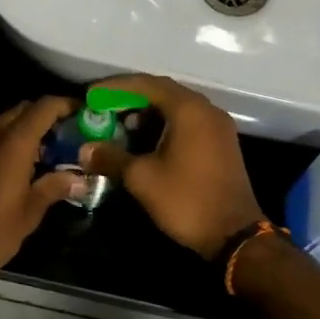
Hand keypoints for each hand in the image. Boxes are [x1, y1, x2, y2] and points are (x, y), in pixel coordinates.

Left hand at [0, 96, 82, 285]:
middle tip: (65, 134)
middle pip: (24, 109)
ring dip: (26, 129)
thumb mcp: (31, 210)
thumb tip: (81, 179)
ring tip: (46, 152)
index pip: (44, 107)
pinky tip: (21, 164)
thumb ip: (56, 186)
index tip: (82, 112)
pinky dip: (9, 140)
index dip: (65, 105)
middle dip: (46, 116)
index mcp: (14, 142)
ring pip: (6, 121)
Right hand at [80, 74, 263, 257]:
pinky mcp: (221, 142)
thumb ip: (112, 157)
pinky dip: (165, 125)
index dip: (116, 87)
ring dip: (148, 113)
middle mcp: (206, 109)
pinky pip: (188, 122)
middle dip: (131, 99)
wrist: (234, 234)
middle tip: (104, 108)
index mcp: (189, 110)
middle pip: (163, 92)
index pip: (147, 84)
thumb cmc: (186, 200)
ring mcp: (218, 126)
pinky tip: (146, 141)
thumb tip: (85, 149)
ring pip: (177, 107)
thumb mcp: (142, 178)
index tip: (91, 95)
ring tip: (121, 127)